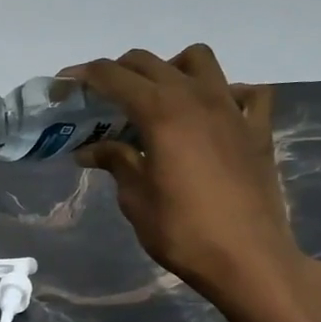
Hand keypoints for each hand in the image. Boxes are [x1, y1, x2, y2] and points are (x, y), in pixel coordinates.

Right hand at [66, 45, 318, 319]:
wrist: (248, 260)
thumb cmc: (183, 232)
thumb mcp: (136, 199)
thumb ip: (116, 162)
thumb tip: (90, 149)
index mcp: (162, 112)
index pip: (113, 77)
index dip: (83, 76)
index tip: (62, 85)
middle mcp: (197, 97)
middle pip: (149, 63)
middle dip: (118, 72)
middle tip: (99, 99)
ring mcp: (232, 109)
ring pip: (198, 61)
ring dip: (170, 70)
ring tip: (157, 100)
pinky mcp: (257, 129)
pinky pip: (245, 92)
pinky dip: (224, 94)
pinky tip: (211, 116)